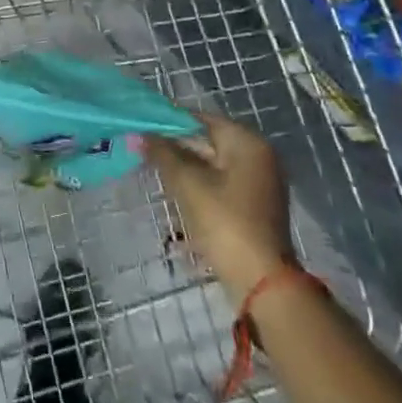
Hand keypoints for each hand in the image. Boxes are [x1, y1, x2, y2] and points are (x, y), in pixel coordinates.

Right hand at [142, 114, 293, 300]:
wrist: (261, 282)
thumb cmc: (224, 222)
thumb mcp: (188, 184)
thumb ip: (163, 154)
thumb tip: (140, 134)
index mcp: (248, 143)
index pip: (201, 119)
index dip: (169, 122)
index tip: (142, 127)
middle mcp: (258, 156)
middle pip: (209, 141)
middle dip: (175, 146)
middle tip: (143, 149)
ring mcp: (259, 183)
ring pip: (213, 164)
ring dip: (184, 167)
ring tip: (153, 169)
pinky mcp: (254, 207)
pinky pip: (221, 184)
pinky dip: (199, 184)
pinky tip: (175, 192)